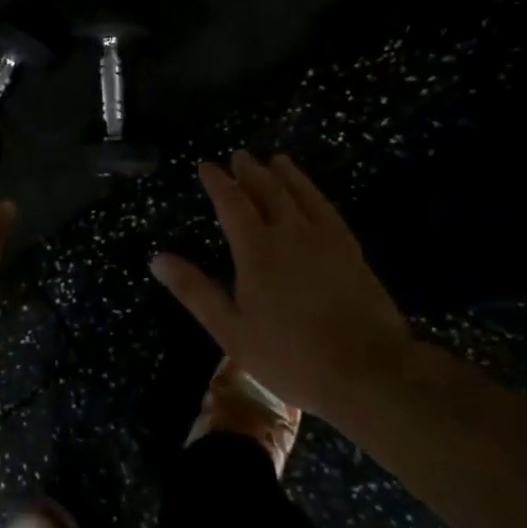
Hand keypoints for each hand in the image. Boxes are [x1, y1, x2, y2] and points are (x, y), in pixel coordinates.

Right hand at [151, 151, 411, 418]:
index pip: (232, 203)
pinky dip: (314, 193)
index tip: (206, 166)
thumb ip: (195, 291)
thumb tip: (157, 258)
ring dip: (286, 174)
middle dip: (250, 171)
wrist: (369, 371)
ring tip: (276, 160)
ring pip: (301, 194)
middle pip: (268, 190)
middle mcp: (289, 232)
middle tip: (240, 156)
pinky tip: (313, 195)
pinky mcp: (351, 250)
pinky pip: (327, 209)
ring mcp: (325, 238)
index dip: (218, 182)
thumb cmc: (291, 356)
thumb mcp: (232, 331)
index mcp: (256, 249)